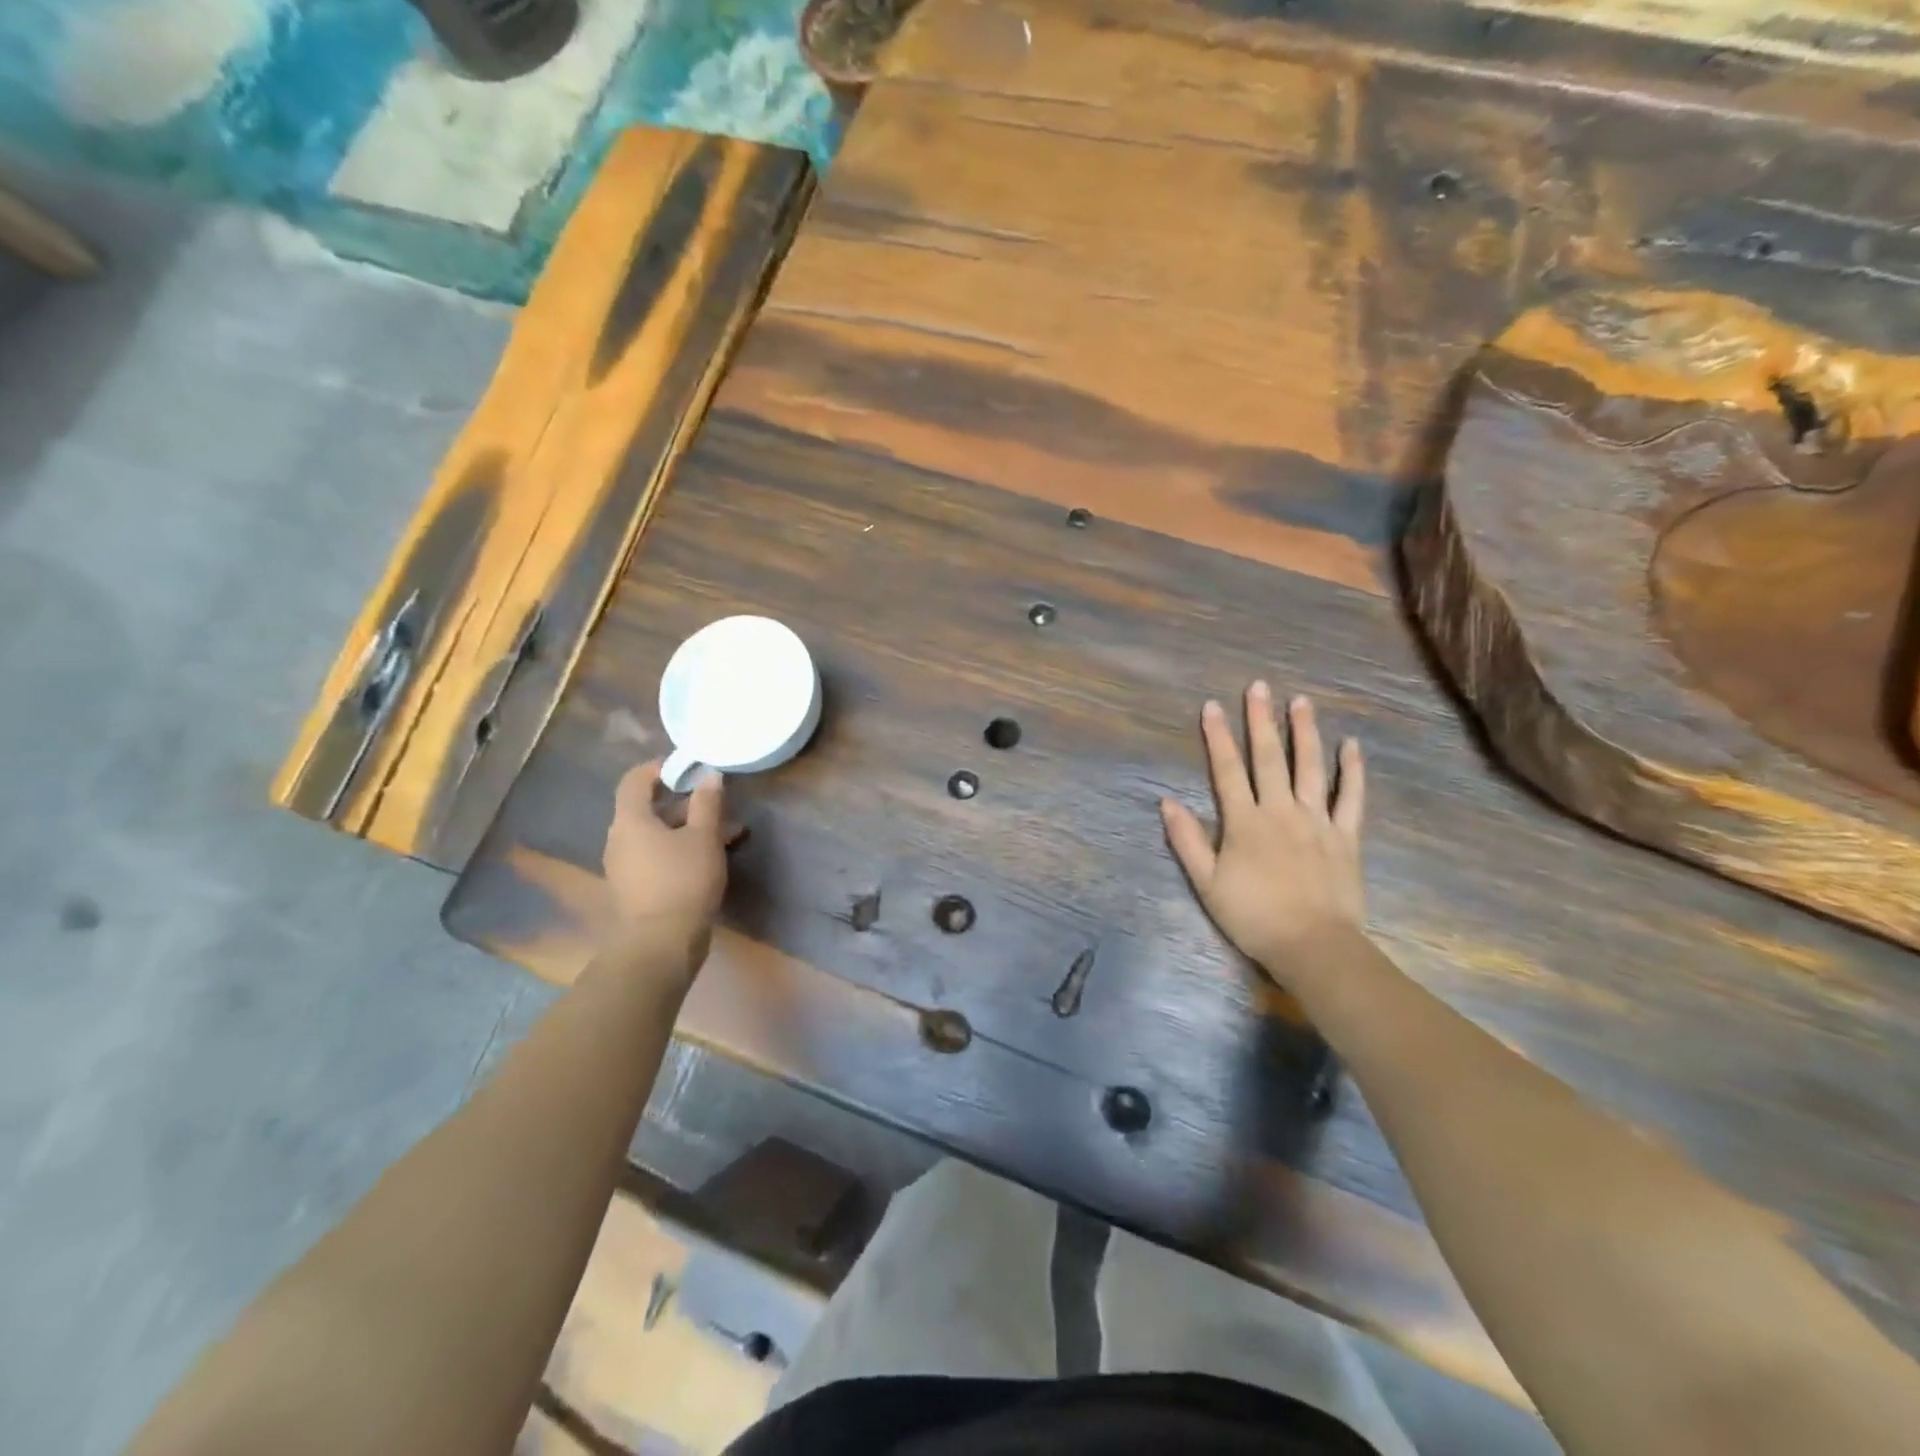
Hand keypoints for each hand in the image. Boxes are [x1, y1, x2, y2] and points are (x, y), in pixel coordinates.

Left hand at [602, 761, 727, 969]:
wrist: (661, 944)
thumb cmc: (683, 881)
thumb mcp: (704, 837)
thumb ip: (707, 803)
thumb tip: (710, 775)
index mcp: (630, 821)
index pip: (634, 780)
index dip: (658, 768)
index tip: (686, 768)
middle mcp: (619, 839)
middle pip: (647, 808)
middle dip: (683, 802)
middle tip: (715, 802)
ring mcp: (623, 866)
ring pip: (655, 834)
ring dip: (686, 828)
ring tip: (726, 833)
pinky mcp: (634, 887)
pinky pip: (656, 855)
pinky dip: (679, 848)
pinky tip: (709, 857)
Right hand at [1161, 682, 1366, 985]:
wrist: (1312, 946)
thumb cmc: (1253, 916)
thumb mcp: (1207, 883)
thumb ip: (1187, 840)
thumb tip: (1166, 802)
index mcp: (1245, 822)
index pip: (1227, 770)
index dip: (1218, 737)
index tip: (1212, 706)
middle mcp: (1280, 811)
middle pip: (1269, 758)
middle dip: (1261, 720)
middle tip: (1260, 686)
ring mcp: (1317, 821)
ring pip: (1310, 768)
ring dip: (1305, 732)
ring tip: (1301, 701)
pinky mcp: (1345, 836)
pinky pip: (1351, 797)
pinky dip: (1351, 771)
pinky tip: (1351, 745)